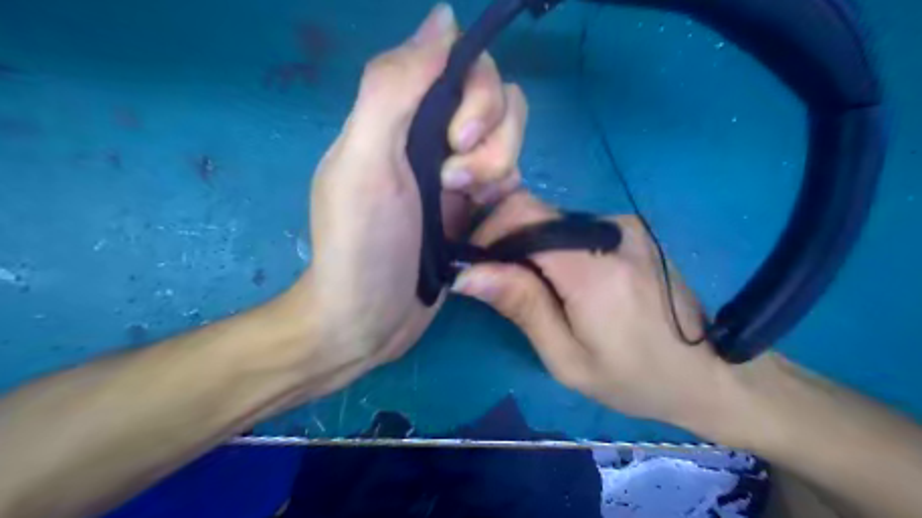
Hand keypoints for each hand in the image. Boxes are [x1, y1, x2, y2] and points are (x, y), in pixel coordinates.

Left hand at [291, 3, 528, 389]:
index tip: (456, 139)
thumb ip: (394, 86)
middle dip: (491, 138)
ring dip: (498, 168)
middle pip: (496, 100)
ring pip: (509, 137)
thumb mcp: (365, 162)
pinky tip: (480, 216)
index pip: (463, 65)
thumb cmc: (362, 245)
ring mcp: (456, 170)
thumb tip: (443, 16)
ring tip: (465, 204)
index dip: (475, 92)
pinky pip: (511, 174)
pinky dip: (504, 190)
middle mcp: (431, 134)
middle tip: (456, 183)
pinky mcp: (473, 203)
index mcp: (401, 115)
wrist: (369, 319)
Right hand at [454, 192, 736, 430]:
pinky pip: (575, 228)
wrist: (707, 371)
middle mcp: (612, 230)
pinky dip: (555, 248)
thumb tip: (470, 273)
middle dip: (505, 241)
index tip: (475, 265)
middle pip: (536, 213)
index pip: (523, 217)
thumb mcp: (567, 357)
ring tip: (535, 289)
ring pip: (552, 220)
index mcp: (595, 267)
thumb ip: (522, 306)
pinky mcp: (632, 230)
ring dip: (531, 248)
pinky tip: (564, 281)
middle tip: (500, 284)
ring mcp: (626, 225)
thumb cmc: (634, 378)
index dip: (489, 232)